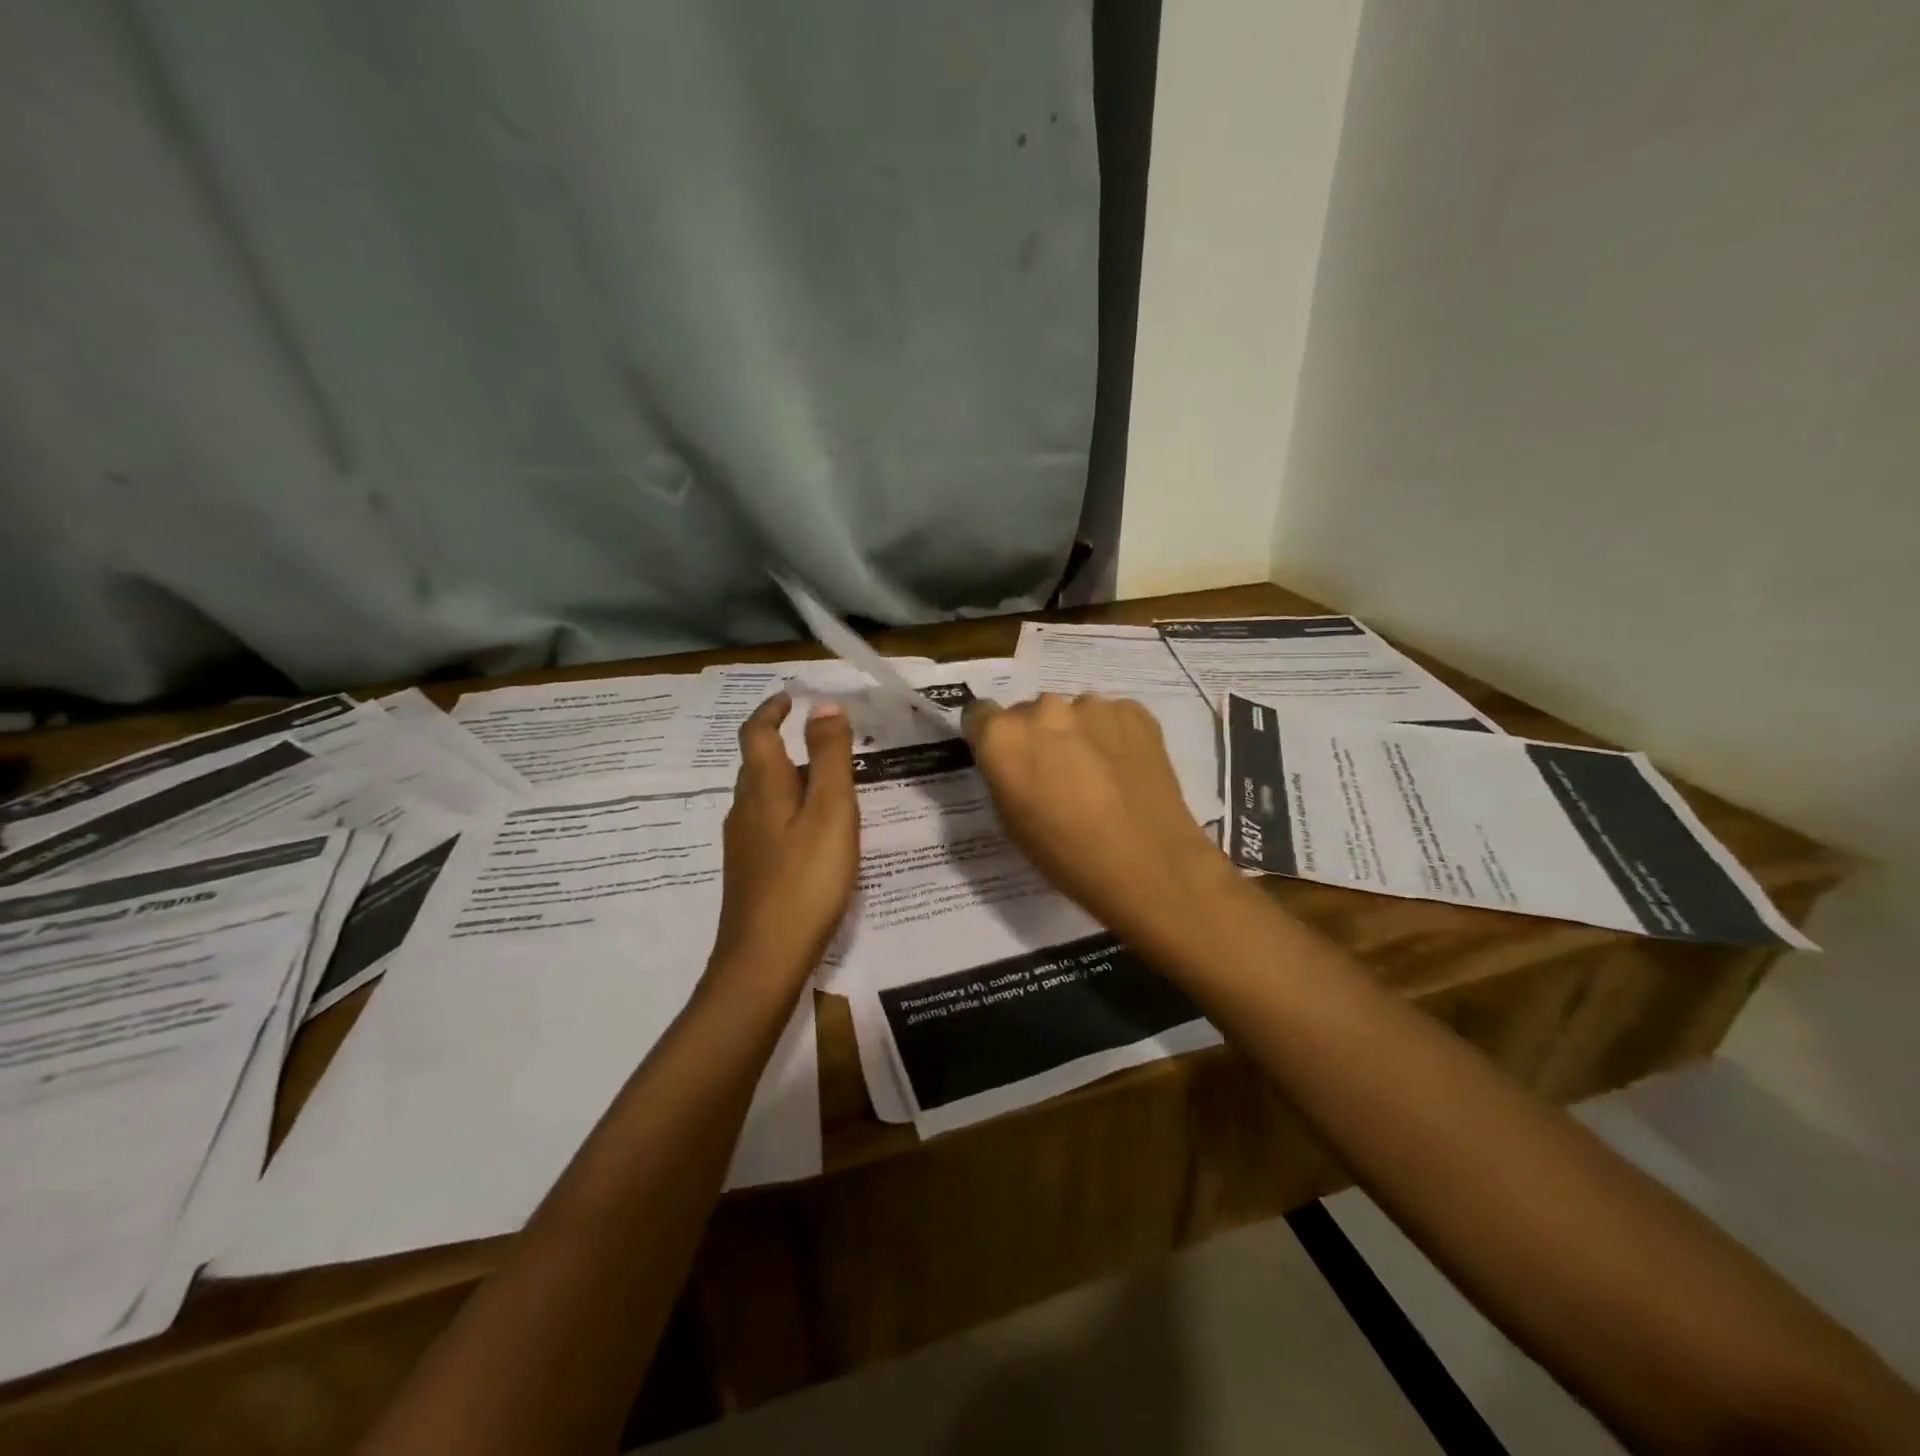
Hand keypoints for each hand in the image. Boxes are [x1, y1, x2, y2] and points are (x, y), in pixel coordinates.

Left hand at [710, 693, 859, 983]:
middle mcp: (744, 809)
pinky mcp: (750, 872)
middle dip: (783, 742)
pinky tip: (814, 834)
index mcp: (763, 787)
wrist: (764, 959)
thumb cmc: (805, 879)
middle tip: (824, 739)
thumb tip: (823, 704)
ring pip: (764, 796)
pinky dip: (790, 811)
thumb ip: (830, 756)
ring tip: (828, 784)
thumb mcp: (831, 810)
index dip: (772, 709)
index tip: (792, 696)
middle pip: (758, 763)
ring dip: (789, 778)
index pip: (758, 732)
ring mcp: (743, 844)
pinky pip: (769, 824)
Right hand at [963, 693, 1232, 945]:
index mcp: (1003, 736)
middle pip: (1029, 712)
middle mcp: (1043, 709)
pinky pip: (1112, 717)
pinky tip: (1125, 770)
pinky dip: (1113, 736)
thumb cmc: (1066, 854)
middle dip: (1037, 736)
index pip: (979, 714)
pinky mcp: (1134, 711)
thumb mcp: (1011, 820)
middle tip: (1056, 774)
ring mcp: (1092, 706)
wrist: (1148, 864)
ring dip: (1077, 734)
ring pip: (1073, 713)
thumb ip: (1004, 774)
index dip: (990, 737)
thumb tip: (1015, 758)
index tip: (1005, 759)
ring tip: (1098, 774)